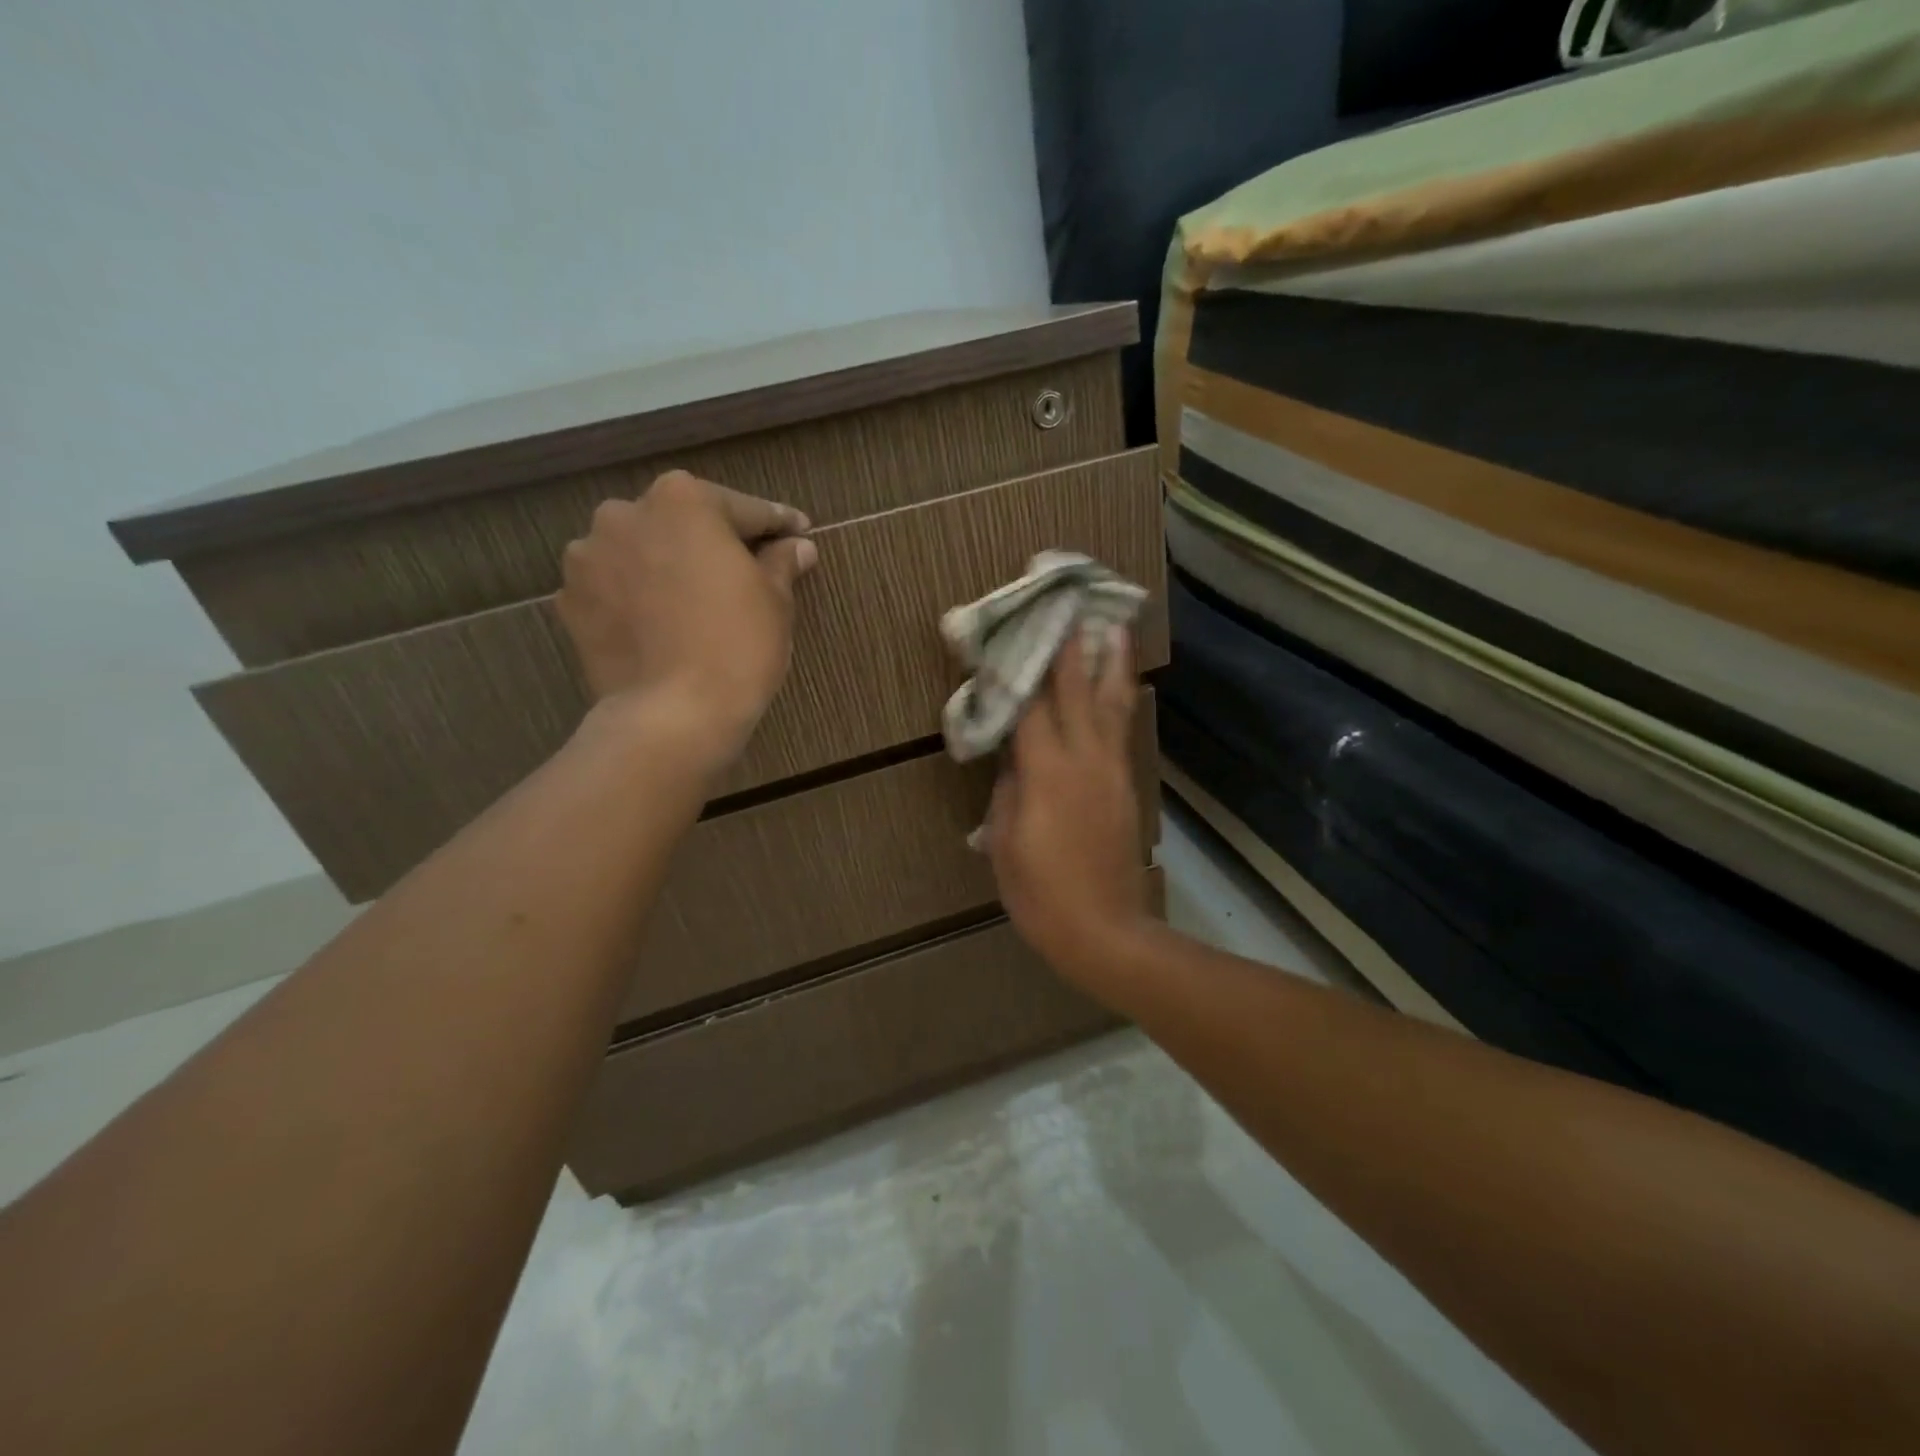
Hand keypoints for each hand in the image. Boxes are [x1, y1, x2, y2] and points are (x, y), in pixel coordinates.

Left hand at [555, 470, 815, 769]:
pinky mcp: (570, 601)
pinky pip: (615, 587)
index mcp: (683, 500)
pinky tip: (660, 624)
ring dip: (667, 566)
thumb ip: (782, 562)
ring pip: (642, 552)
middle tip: (744, 569)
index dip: (776, 524)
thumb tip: (797, 546)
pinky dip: (637, 597)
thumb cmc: (737, 646)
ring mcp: (588, 557)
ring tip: (692, 600)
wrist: (672, 715)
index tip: (798, 532)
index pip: (743, 509)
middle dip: (712, 541)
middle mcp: (625, 513)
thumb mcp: (775, 601)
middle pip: (683, 523)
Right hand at [985, 628, 1152, 990]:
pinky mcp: (1126, 785)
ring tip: (1114, 626)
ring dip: (1112, 662)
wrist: (1104, 929)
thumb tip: (1015, 757)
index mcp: (1047, 771)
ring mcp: (1111, 770)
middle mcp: (1084, 758)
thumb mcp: (1006, 840)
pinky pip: (1122, 730)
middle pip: (1078, 689)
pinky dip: (1121, 699)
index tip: (1018, 626)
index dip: (1022, 664)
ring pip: (1113, 704)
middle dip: (1074, 645)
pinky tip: (1121, 686)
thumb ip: (1009, 789)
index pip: (1031, 703)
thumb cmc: (1040, 891)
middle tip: (1074, 602)